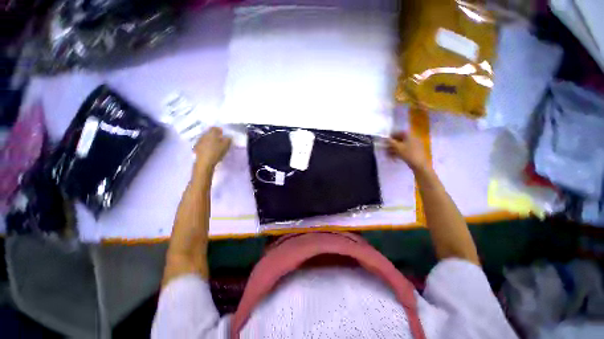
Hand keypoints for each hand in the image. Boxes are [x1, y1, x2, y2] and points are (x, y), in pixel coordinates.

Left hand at [194, 127, 231, 170]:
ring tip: (214, 144)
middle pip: (209, 132)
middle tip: (219, 139)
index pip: (215, 128)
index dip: (219, 130)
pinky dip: (206, 144)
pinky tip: (209, 149)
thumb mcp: (225, 146)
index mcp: (211, 133)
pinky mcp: (196, 147)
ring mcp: (199, 141)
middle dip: (214, 135)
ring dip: (210, 140)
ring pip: (205, 138)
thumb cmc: (216, 153)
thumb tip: (228, 137)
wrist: (204, 162)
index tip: (223, 133)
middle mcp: (204, 135)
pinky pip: (202, 143)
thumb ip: (228, 140)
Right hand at [387, 131, 429, 171]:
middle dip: (391, 144)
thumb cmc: (408, 153)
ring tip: (387, 155)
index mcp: (409, 136)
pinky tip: (393, 157)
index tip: (385, 140)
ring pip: (400, 146)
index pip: (399, 132)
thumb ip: (390, 142)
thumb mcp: (397, 147)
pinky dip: (397, 153)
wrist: (419, 164)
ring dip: (393, 149)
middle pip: (399, 140)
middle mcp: (412, 139)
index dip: (391, 136)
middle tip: (385, 149)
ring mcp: (413, 146)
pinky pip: (403, 150)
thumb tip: (385, 138)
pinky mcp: (413, 152)